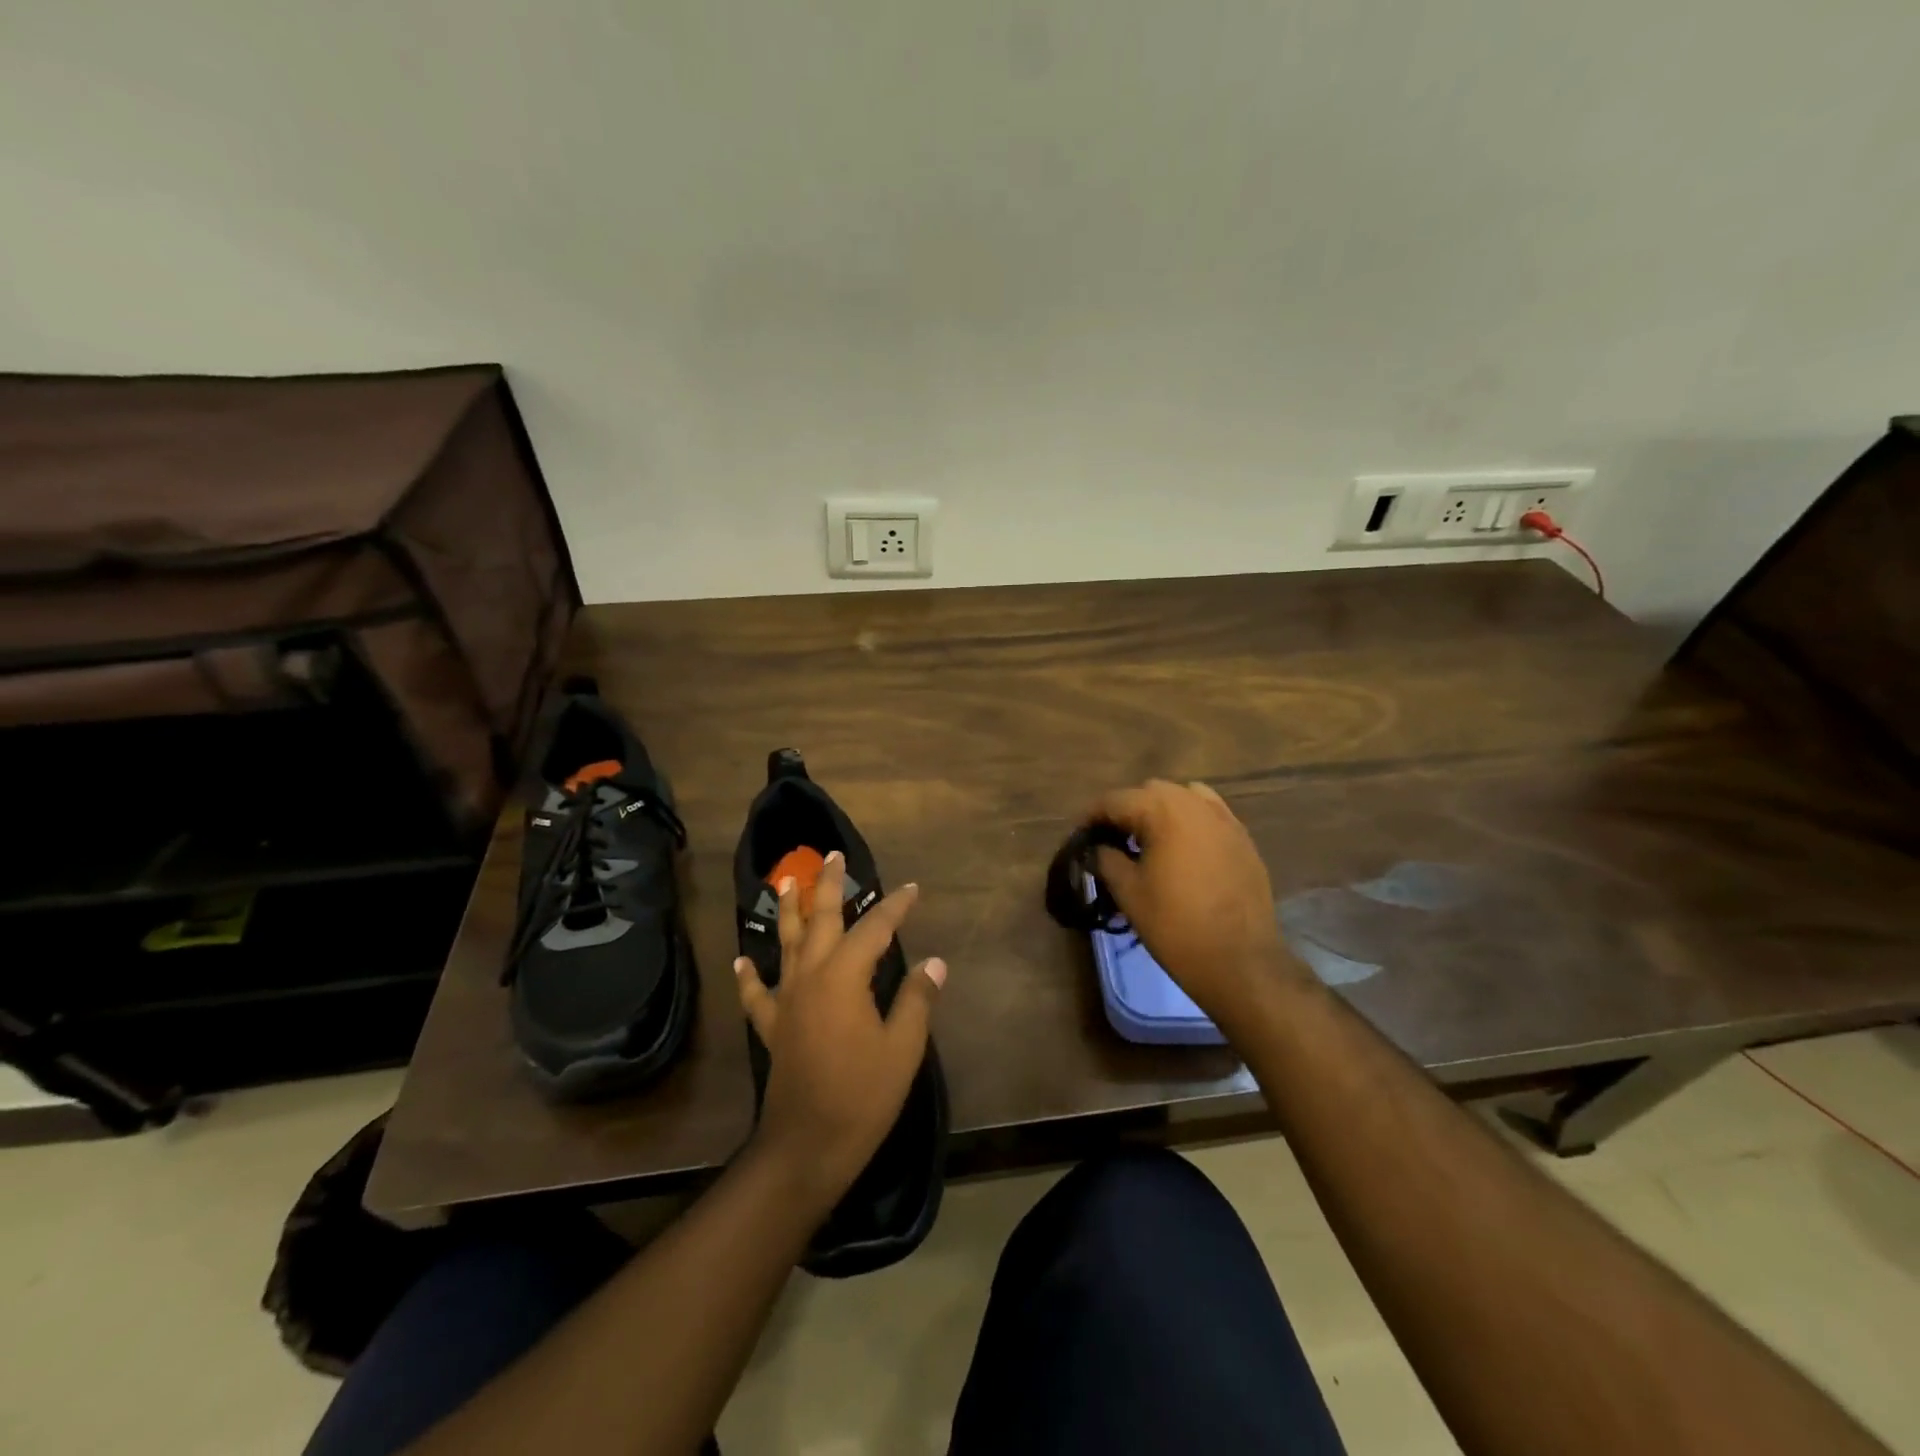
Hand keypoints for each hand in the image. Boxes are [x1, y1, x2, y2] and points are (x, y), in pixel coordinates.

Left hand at [734, 851, 944, 1212]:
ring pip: (786, 944)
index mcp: (845, 977)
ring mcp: (787, 1000)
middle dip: (828, 885)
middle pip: (820, 919)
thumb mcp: (903, 1048)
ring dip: (789, 911)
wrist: (807, 1146)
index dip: (895, 906)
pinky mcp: (773, 1026)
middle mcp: (811, 976)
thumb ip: (916, 1000)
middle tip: (832, 856)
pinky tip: (742, 959)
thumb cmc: (862, 1095)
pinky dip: (750, 975)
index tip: (912, 889)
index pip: (874, 928)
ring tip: (786, 882)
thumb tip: (933, 964)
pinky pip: (757, 993)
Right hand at [1088, 779, 1311, 1033]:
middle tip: (1111, 841)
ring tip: (1148, 841)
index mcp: (1163, 811)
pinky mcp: (1243, 839)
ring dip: (1160, 811)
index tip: (1079, 837)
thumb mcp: (1129, 893)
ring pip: (1182, 797)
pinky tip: (1182, 849)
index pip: (1115, 800)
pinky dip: (1189, 821)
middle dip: (1126, 810)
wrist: (1240, 962)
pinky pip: (1209, 814)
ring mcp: (1225, 819)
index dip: (1091, 816)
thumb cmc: (1176, 926)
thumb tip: (1098, 848)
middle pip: (1150, 792)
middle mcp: (1195, 804)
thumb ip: (1106, 860)